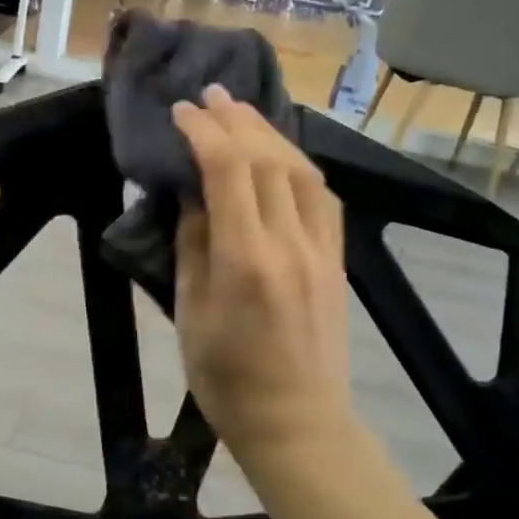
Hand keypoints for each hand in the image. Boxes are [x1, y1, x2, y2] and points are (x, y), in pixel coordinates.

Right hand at [172, 85, 353, 463]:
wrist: (297, 422)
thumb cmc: (226, 380)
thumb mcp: (191, 314)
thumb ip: (193, 247)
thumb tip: (193, 196)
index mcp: (246, 260)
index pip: (229, 172)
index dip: (204, 132)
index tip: (181, 111)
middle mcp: (290, 244)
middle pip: (269, 161)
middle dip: (237, 120)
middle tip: (210, 95)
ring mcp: (321, 250)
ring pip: (302, 171)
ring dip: (271, 134)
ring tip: (243, 113)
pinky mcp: (336, 260)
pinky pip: (322, 197)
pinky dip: (298, 164)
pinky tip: (282, 155)